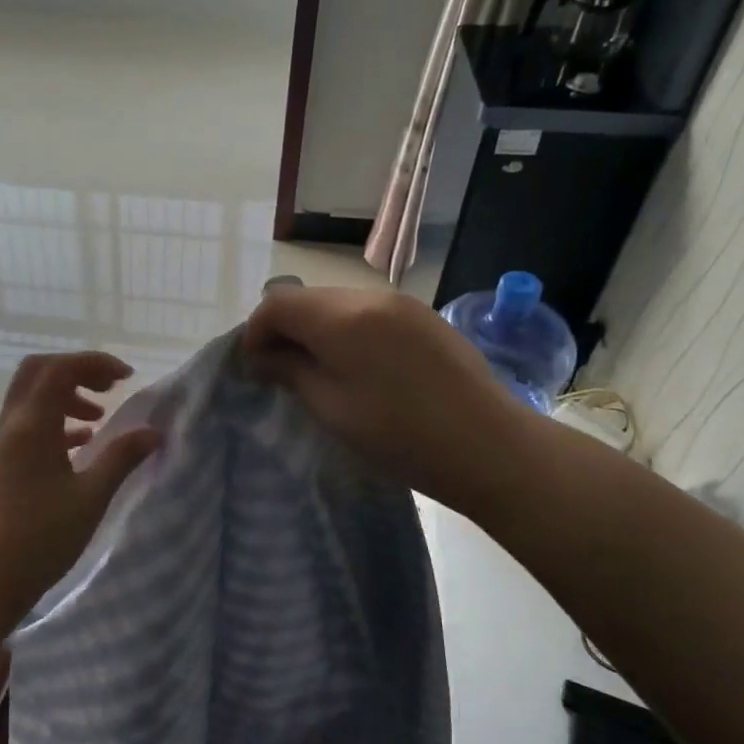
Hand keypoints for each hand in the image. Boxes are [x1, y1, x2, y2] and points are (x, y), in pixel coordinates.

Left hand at [0, 352, 160, 628]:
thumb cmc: (40, 538)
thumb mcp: (90, 498)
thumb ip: (122, 458)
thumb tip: (154, 431)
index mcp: (32, 425)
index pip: (61, 368)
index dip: (95, 363)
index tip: (128, 378)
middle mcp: (12, 425)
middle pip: (39, 372)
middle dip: (77, 371)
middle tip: (110, 389)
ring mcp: (2, 444)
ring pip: (32, 398)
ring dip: (66, 396)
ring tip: (100, 420)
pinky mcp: (0, 464)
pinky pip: (28, 424)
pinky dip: (55, 421)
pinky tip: (80, 446)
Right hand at [243, 287, 533, 504]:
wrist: (488, 446)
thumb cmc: (400, 434)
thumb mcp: (331, 408)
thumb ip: (291, 371)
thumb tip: (264, 356)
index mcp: (341, 317)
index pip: (277, 304)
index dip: (255, 332)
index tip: (254, 368)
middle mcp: (370, 297)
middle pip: (308, 299)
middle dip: (285, 329)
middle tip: (282, 372)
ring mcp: (401, 304)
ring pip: (338, 304)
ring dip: (318, 330)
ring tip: (321, 372)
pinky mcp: (424, 317)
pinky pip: (369, 313)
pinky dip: (349, 331)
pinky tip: (361, 368)